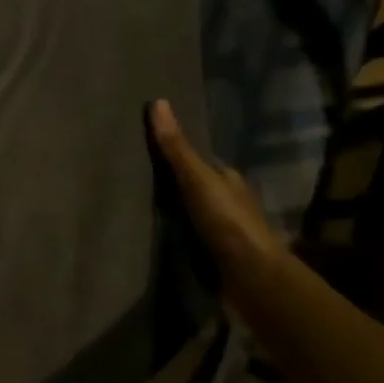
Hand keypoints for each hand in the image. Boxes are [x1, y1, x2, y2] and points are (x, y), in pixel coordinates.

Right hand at [149, 99, 283, 282]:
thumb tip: (158, 101)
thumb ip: (177, 147)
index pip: (198, 159)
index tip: (143, 145)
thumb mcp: (198, 179)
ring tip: (133, 203)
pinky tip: (151, 233)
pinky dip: (173, 234)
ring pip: (191, 212)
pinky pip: (188, 237)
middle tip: (130, 174)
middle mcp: (227, 201)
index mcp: (228, 179)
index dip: (173, 150)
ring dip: (171, 210)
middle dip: (170, 181)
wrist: (253, 281)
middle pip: (194, 185)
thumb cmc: (228, 222)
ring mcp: (223, 231)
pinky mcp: (215, 257)